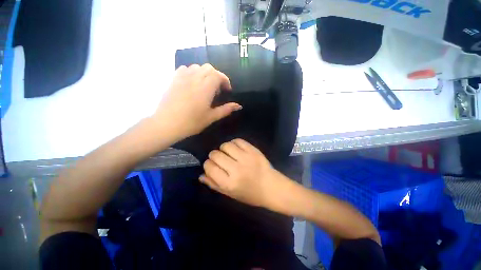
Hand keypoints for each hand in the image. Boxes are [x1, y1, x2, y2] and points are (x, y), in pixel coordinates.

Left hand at [152, 64, 241, 139]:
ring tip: (205, 85)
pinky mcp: (173, 79)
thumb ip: (226, 109)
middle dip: (217, 76)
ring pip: (197, 67)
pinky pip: (185, 68)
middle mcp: (195, 78)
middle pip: (209, 68)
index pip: (218, 75)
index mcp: (206, 88)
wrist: (167, 124)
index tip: (227, 90)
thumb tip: (239, 106)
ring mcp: (183, 77)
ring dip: (205, 73)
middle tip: (217, 89)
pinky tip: (192, 82)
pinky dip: (192, 72)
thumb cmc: (192, 122)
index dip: (225, 81)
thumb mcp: (211, 117)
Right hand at [200, 139, 278, 207]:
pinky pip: (238, 141)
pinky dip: (234, 143)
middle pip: (216, 154)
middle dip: (214, 155)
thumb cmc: (250, 194)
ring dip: (224, 148)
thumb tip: (201, 175)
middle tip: (219, 159)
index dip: (208, 164)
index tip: (211, 165)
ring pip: (226, 145)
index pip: (210, 167)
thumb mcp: (230, 194)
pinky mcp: (253, 151)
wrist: (271, 187)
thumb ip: (214, 184)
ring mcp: (246, 158)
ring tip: (228, 153)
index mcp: (229, 183)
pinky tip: (236, 149)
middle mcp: (236, 169)